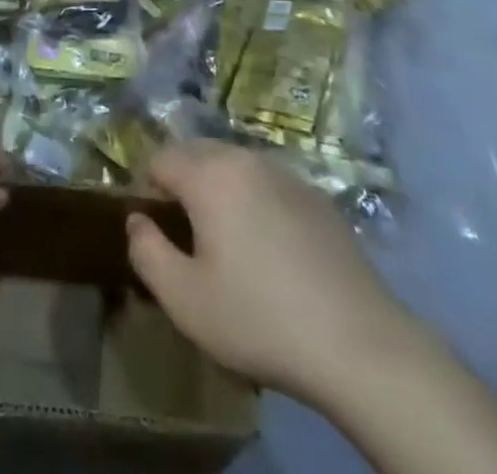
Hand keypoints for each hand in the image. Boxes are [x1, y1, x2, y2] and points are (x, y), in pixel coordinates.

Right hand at [126, 140, 414, 409]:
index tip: (154, 227)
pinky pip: (268, 184)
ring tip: (226, 240)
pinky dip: (255, 201)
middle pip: (197, 152)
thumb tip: (136, 220)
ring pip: (234, 165)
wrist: (360, 344)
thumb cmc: (260, 319)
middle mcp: (245, 159)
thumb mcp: (185, 300)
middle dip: (182, 181)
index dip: (148, 187)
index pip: (160, 157)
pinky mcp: (316, 197)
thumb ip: (146, 251)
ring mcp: (286, 174)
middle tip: (186, 234)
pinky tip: (270, 250)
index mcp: (209, 174)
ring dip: (219, 188)